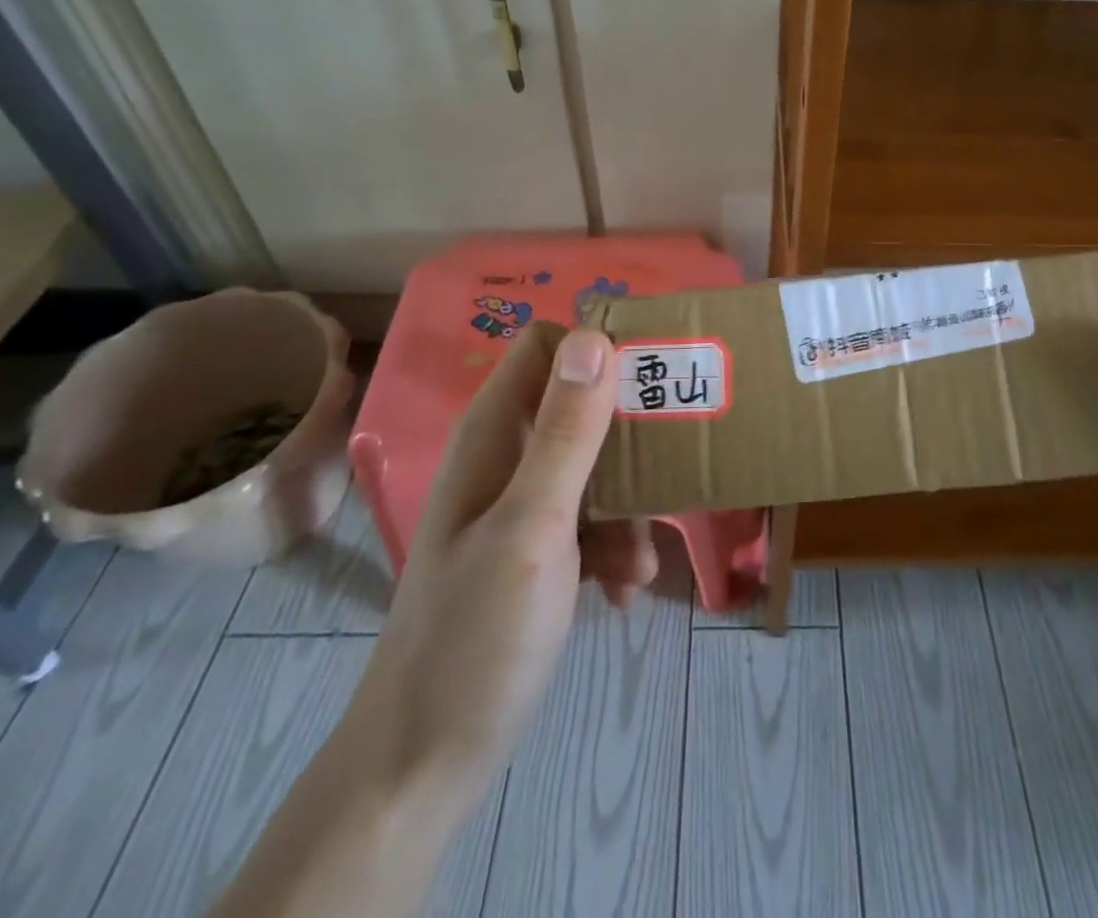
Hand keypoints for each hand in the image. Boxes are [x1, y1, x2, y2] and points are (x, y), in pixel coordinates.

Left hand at [340, 321, 654, 796]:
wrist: (426, 762)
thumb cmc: (475, 636)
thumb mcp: (533, 527)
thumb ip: (566, 434)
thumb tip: (594, 336)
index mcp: (494, 434)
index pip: (548, 346)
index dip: (598, 349)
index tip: (651, 380)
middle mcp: (506, 456)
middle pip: (582, 405)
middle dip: (629, 439)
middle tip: (671, 466)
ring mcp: (520, 505)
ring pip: (596, 467)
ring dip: (628, 506)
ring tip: (640, 562)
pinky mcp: (536, 548)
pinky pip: (591, 519)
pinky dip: (614, 546)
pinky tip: (623, 593)